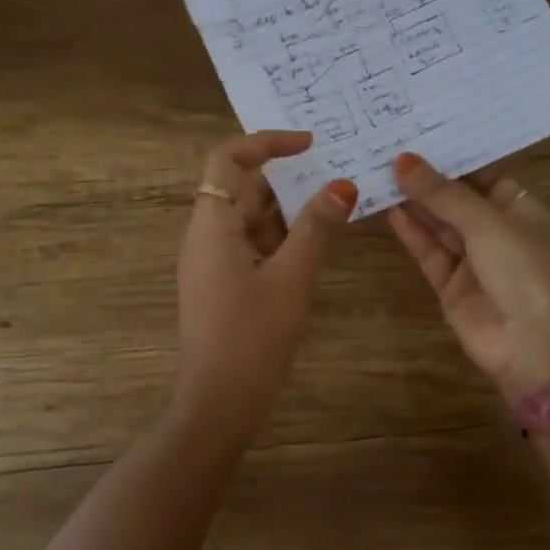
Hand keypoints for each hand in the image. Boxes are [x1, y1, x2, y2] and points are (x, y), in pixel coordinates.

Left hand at [175, 130, 356, 423]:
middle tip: (337, 174)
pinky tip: (320, 244)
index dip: (266, 143)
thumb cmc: (251, 338)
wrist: (218, 406)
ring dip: (291, 210)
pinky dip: (285, 239)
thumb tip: (342, 185)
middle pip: (243, 188)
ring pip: (253, 219)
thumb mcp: (291, 278)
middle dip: (288, 179)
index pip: (228, 160)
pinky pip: (256, 246)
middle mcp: (207, 236)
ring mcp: (215, 263)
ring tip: (338, 205)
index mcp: (212, 225)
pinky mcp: (226, 285)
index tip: (310, 144)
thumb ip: (316, 229)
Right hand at [388, 153, 549, 403]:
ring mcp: (473, 260)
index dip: (452, 155)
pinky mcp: (450, 285)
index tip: (417, 130)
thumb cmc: (527, 272)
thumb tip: (404, 160)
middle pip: (456, 198)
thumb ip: (443, 194)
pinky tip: (385, 207)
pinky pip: (428, 251)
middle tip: (386, 145)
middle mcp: (497, 231)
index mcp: (521, 209)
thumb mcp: (489, 223)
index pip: (483, 173)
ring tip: (377, 169)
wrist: (538, 350)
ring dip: (412, 201)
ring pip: (438, 224)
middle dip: (426, 177)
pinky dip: (409, 231)